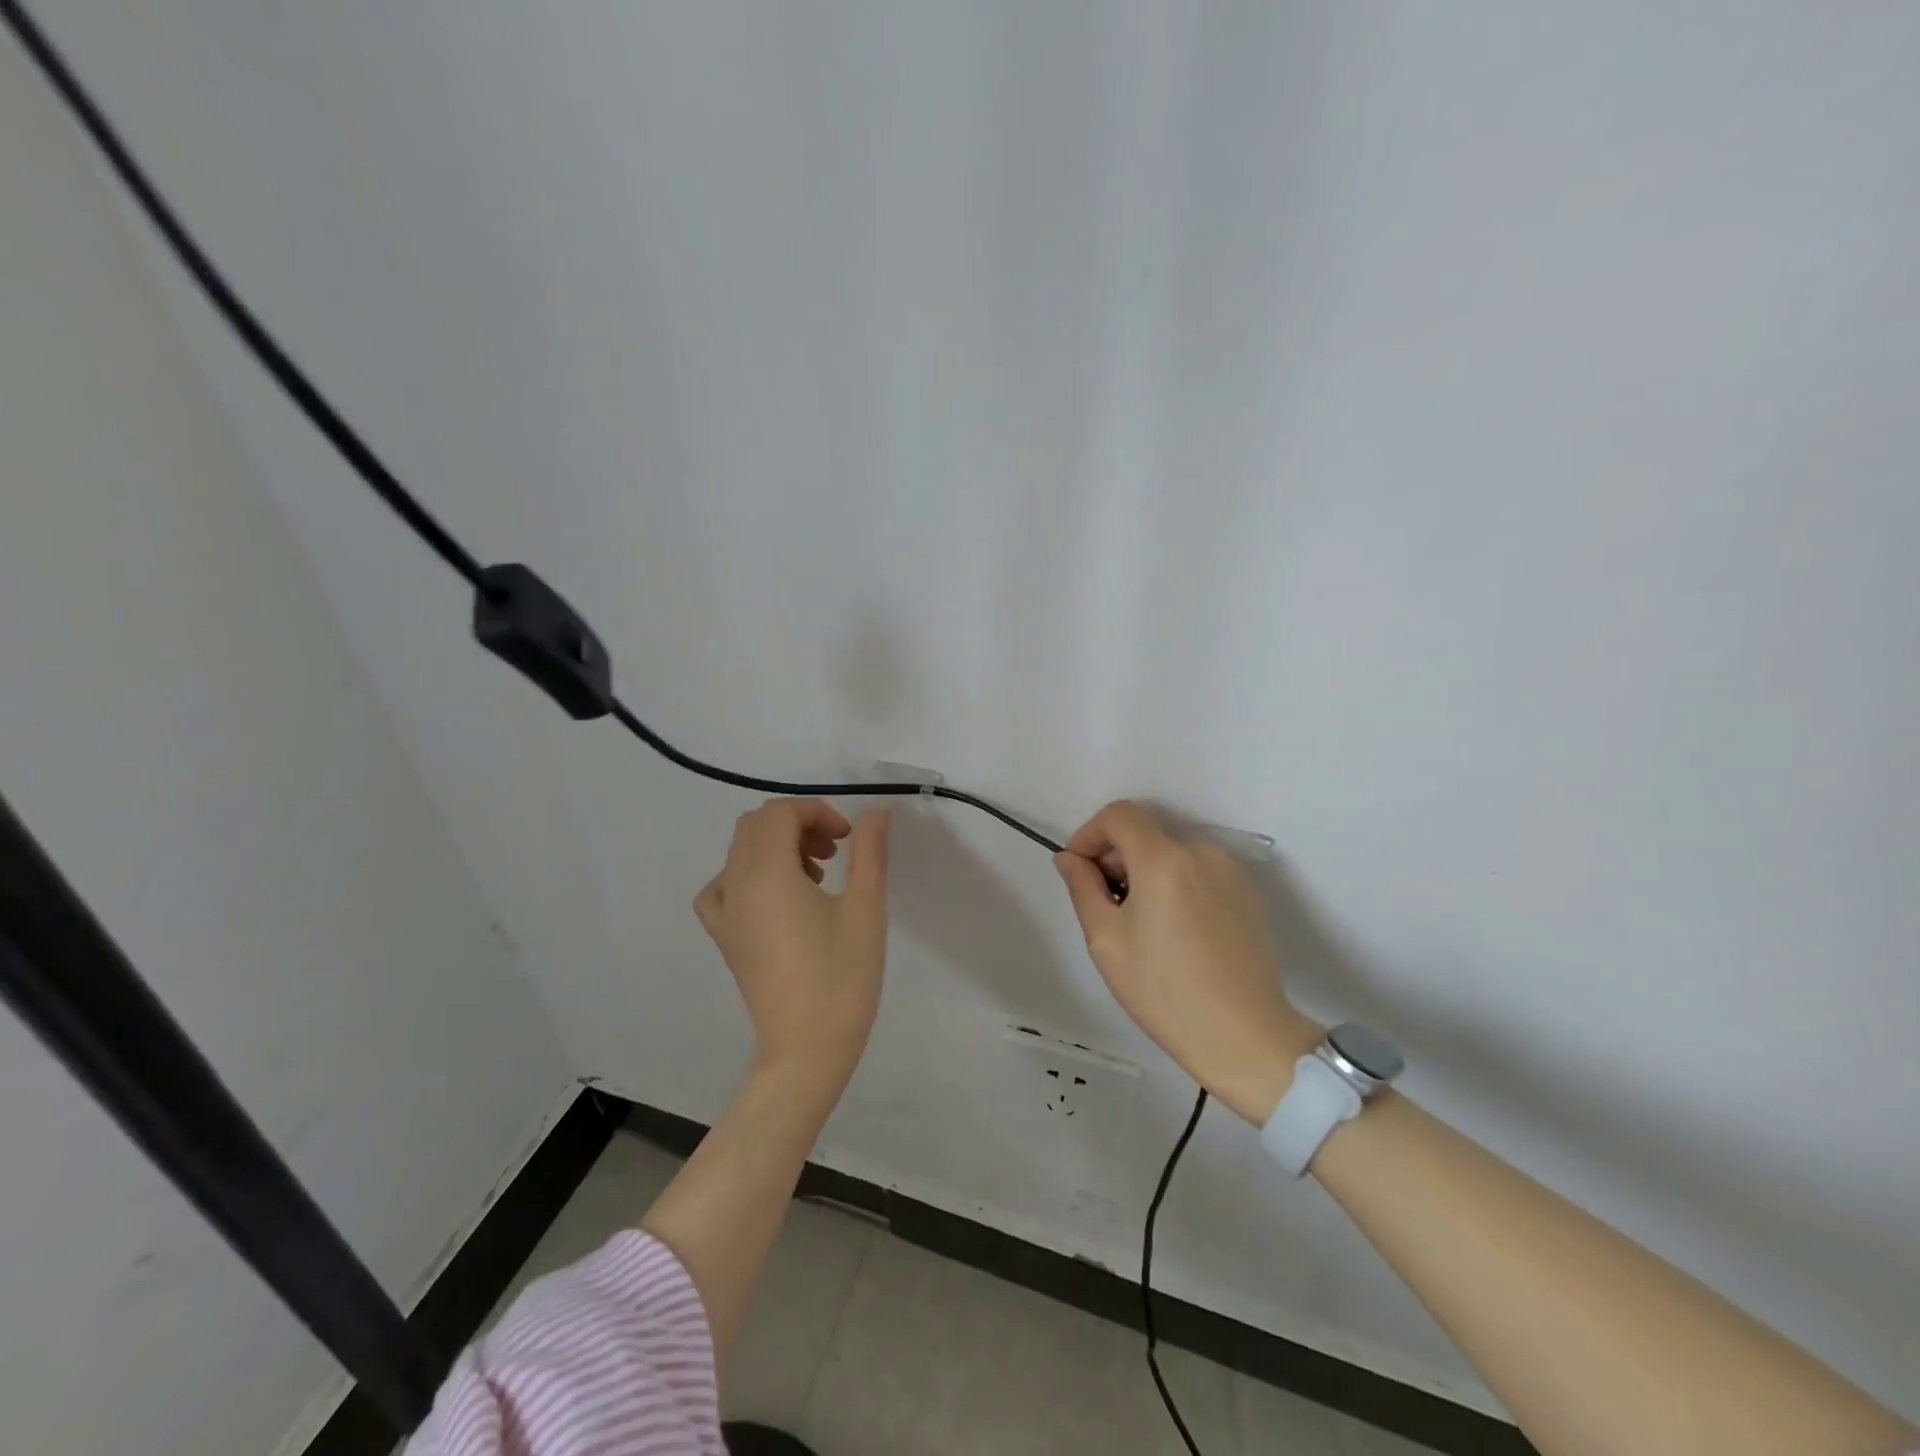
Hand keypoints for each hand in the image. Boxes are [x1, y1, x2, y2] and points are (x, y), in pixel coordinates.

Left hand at [694, 799, 891, 1087]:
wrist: (807, 1049)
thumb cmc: (842, 977)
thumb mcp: (865, 908)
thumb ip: (869, 852)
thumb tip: (876, 811)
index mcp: (766, 873)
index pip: (780, 813)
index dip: (817, 811)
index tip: (848, 838)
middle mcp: (736, 885)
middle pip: (756, 826)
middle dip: (798, 825)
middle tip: (835, 851)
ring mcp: (724, 913)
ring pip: (740, 852)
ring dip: (777, 847)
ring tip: (816, 876)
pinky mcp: (724, 938)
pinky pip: (724, 886)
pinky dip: (749, 875)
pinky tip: (776, 898)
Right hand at [1054, 801, 1321, 1123]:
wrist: (1244, 1037)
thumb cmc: (1164, 991)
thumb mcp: (1106, 940)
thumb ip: (1082, 887)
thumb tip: (1070, 858)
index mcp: (1163, 859)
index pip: (1119, 814)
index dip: (1090, 833)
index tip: (1080, 870)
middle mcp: (1201, 853)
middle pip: (1146, 832)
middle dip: (1116, 856)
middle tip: (1105, 904)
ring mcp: (1231, 871)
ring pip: (1173, 852)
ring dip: (1147, 871)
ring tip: (1143, 922)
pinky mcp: (1249, 893)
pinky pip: (1200, 871)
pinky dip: (1177, 884)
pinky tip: (1177, 930)